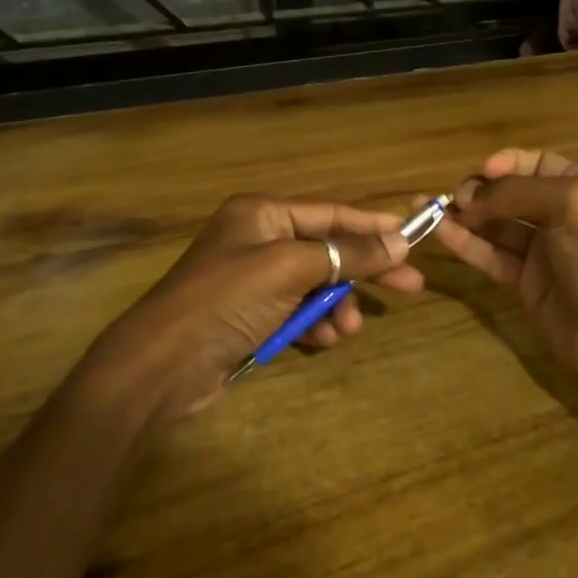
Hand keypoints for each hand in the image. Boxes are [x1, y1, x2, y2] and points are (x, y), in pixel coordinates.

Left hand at [81, 193, 425, 426]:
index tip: (415, 236)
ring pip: (317, 286)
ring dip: (337, 307)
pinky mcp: (252, 316)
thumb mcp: (290, 269)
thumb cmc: (226, 300)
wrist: (162, 365)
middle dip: (365, 271)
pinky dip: (314, 325)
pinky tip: (322, 341)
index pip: (332, 212)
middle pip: (329, 249)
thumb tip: (399, 241)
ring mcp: (255, 280)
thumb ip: (347, 254)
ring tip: (346, 330)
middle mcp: (259, 240)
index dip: (374, 224)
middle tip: (411, 287)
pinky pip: (298, 312)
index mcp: (263, 214)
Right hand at [435, 148, 577, 393]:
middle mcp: (561, 214)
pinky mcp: (525, 283)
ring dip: (463, 216)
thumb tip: (471, 196)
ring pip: (495, 225)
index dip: (505, 164)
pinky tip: (440, 233)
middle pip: (510, 193)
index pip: (535, 163)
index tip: (480, 172)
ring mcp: (542, 251)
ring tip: (426, 209)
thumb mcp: (570, 205)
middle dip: (479, 190)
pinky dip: (466, 244)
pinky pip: (490, 256)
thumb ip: (517, 192)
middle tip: (453, 199)